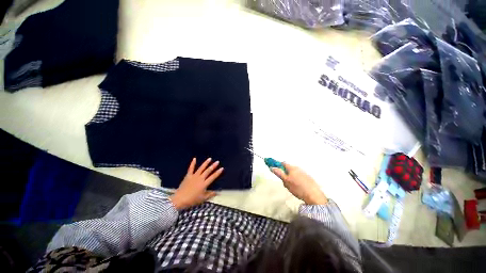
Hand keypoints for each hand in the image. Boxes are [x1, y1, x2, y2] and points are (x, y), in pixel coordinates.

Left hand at [170, 158, 223, 209]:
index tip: (222, 168)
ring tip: (209, 159)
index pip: (213, 177)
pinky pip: (191, 168)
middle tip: (217, 162)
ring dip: (205, 163)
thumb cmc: (192, 200)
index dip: (218, 172)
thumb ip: (210, 194)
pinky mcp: (188, 176)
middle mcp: (200, 178)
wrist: (180, 200)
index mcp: (204, 184)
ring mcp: (194, 176)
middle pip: (208, 171)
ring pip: (201, 168)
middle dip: (213, 166)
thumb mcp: (203, 198)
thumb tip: (217, 192)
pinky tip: (194, 159)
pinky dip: (193, 163)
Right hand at [271, 162, 327, 204]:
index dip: (278, 165)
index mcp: (292, 168)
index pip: (283, 163)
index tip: (276, 170)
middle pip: (288, 168)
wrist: (314, 195)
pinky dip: (297, 180)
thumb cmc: (297, 187)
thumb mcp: (286, 181)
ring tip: (292, 186)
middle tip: (284, 182)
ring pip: (294, 173)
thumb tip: (272, 167)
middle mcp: (298, 168)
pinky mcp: (308, 178)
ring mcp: (304, 173)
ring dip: (291, 177)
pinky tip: (298, 187)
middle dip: (285, 173)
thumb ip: (279, 173)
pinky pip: (299, 177)